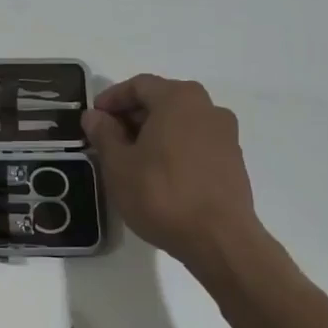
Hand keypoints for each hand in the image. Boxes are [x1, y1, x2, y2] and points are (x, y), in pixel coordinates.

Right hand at [81, 75, 267, 272]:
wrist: (220, 241)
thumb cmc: (162, 194)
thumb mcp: (119, 164)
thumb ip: (104, 134)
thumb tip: (94, 116)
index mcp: (179, 98)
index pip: (138, 85)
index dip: (112, 99)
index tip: (94, 117)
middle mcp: (207, 107)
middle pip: (162, 100)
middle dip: (133, 116)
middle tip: (109, 138)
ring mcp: (225, 134)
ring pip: (180, 122)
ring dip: (154, 133)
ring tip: (133, 158)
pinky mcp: (234, 160)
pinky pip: (196, 142)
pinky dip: (175, 148)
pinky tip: (160, 173)